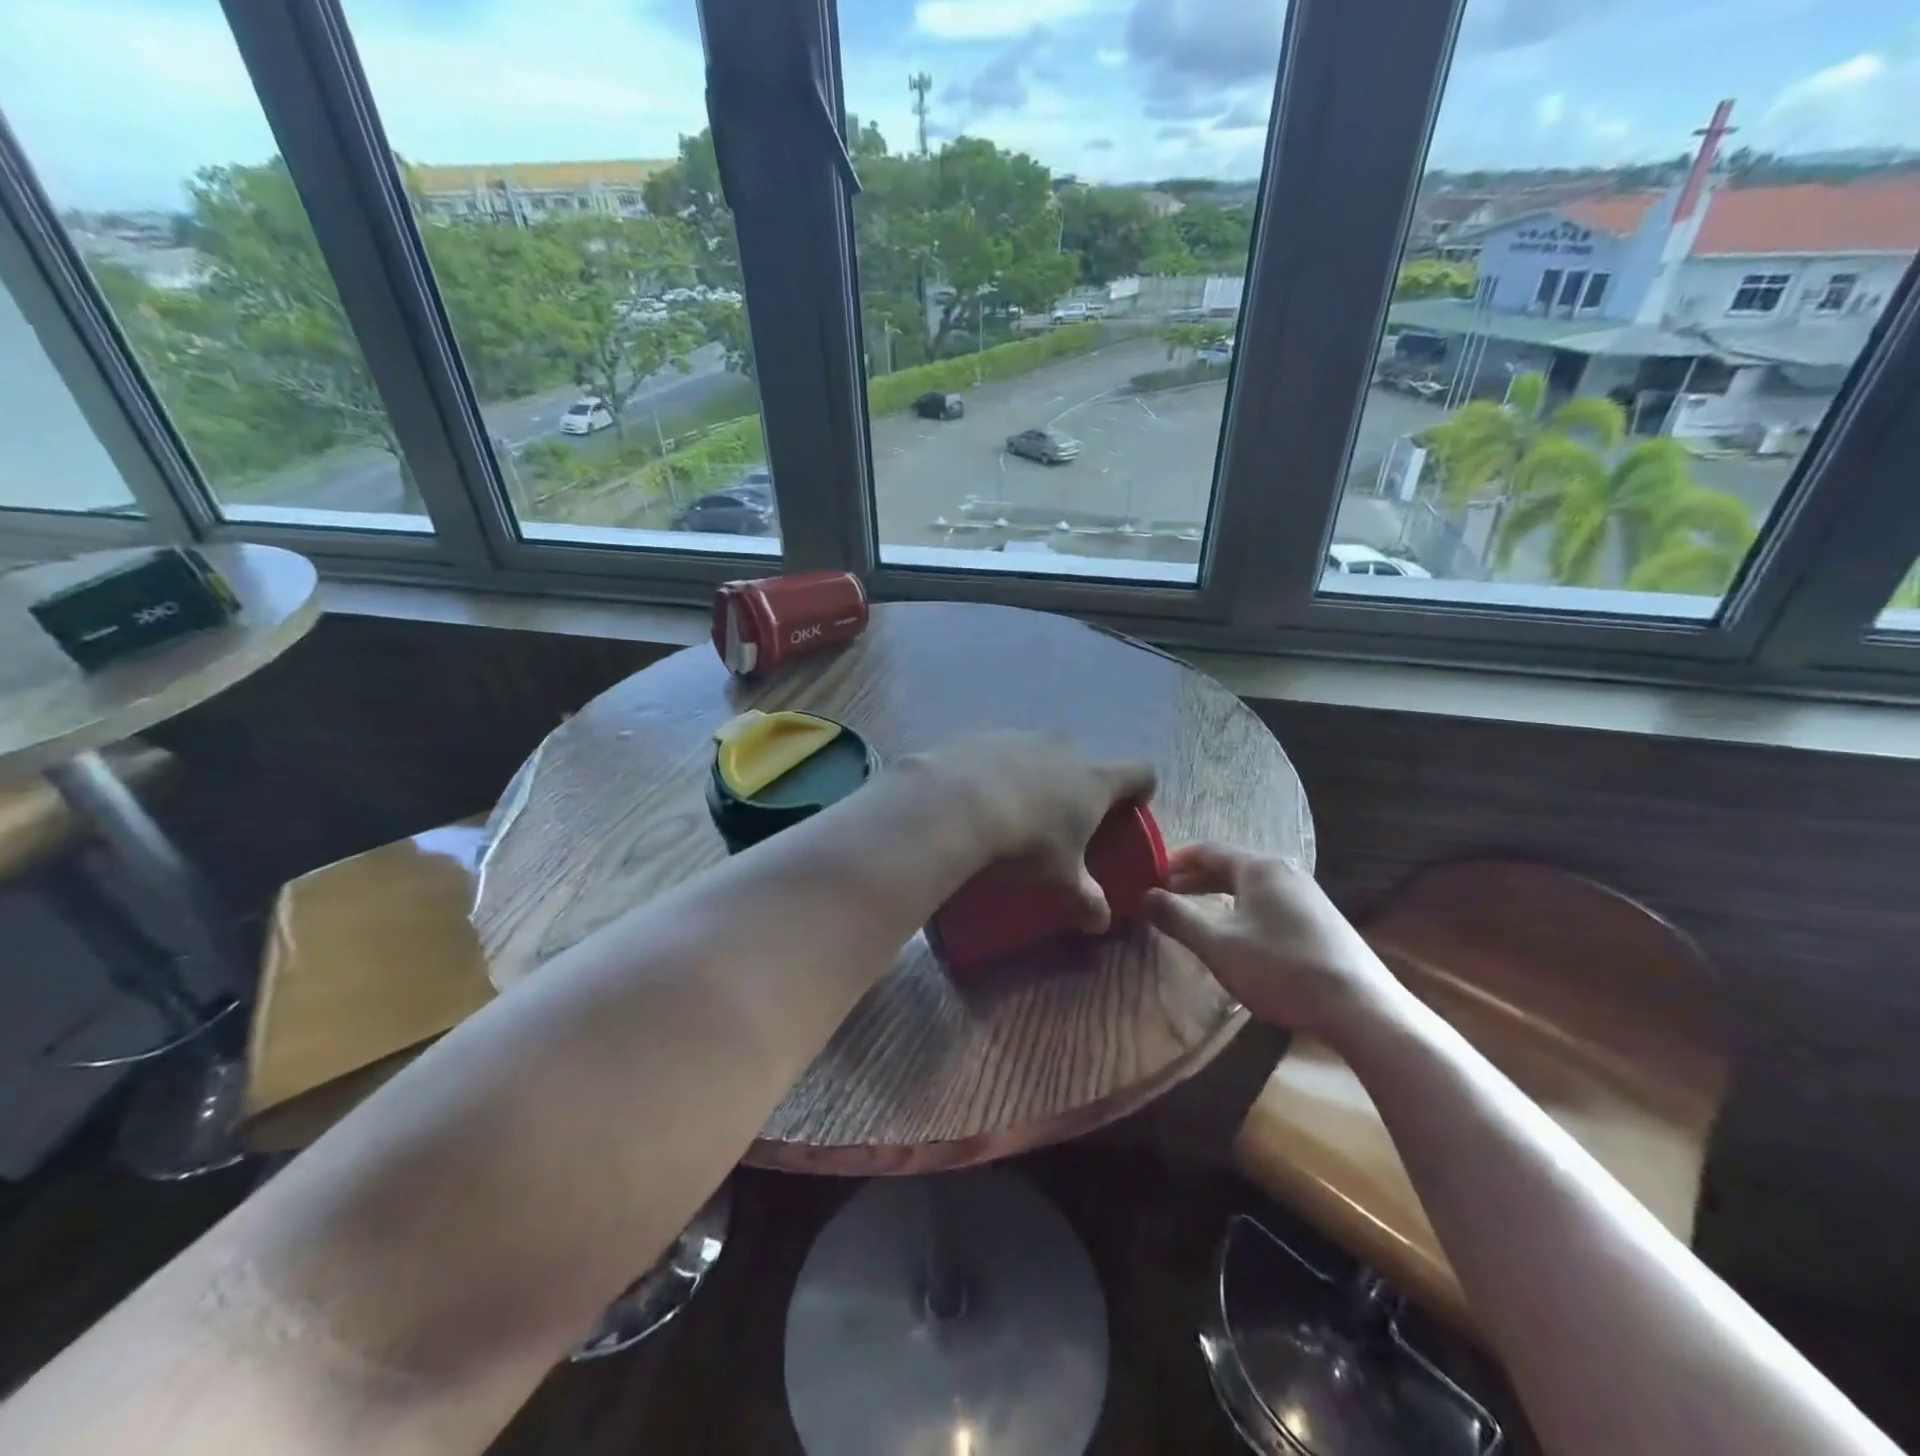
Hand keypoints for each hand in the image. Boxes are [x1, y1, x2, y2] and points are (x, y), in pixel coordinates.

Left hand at [904, 732, 1155, 932]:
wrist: (954, 806)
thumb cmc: (1024, 844)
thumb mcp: (1060, 880)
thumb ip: (1087, 900)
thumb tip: (1101, 923)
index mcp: (1095, 779)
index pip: (1139, 772)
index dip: (1141, 789)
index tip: (1131, 809)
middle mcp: (1064, 748)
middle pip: (1086, 760)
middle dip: (1081, 785)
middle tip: (1067, 817)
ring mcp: (1021, 736)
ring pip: (1040, 752)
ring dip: (1036, 774)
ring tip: (1017, 807)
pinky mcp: (982, 735)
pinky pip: (999, 751)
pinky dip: (996, 769)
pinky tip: (977, 796)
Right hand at [1146, 844, 1407, 1043]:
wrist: (1360, 1007)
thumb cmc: (1280, 968)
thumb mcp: (1218, 945)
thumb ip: (1178, 917)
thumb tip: (1146, 895)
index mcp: (1259, 867)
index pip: (1207, 850)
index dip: (1174, 860)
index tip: (1149, 874)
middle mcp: (1284, 871)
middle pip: (1229, 865)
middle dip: (1194, 879)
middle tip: (1164, 895)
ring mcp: (1307, 894)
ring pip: (1250, 885)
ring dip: (1217, 895)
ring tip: (1194, 914)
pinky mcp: (1320, 919)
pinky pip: (1269, 901)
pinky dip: (1242, 908)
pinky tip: (1237, 933)